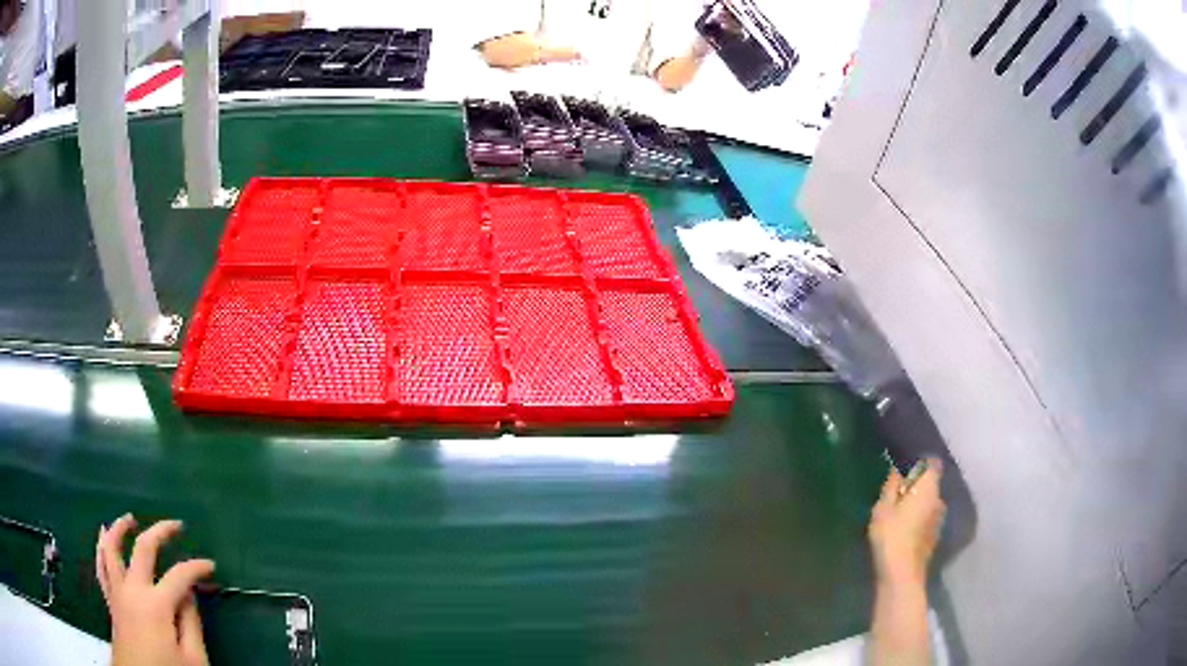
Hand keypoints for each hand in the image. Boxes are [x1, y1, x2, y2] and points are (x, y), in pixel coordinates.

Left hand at [96, 515, 214, 665]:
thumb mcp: (193, 659)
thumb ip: (191, 625)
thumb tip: (189, 595)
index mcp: (156, 604)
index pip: (179, 575)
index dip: (196, 568)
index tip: (211, 567)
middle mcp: (133, 589)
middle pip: (143, 549)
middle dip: (160, 531)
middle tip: (175, 524)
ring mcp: (118, 592)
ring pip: (111, 549)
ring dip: (120, 529)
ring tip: (128, 518)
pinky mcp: (110, 601)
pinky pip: (101, 567)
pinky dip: (102, 549)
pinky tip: (103, 537)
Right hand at [868, 459, 945, 589]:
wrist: (902, 574)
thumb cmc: (891, 536)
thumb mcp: (883, 508)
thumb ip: (891, 486)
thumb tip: (897, 469)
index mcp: (929, 487)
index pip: (932, 463)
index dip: (919, 463)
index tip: (903, 469)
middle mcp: (939, 499)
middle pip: (930, 484)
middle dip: (915, 486)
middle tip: (895, 495)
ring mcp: (939, 519)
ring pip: (928, 503)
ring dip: (917, 504)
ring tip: (897, 514)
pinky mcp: (934, 536)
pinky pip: (927, 518)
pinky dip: (918, 519)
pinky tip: (903, 530)